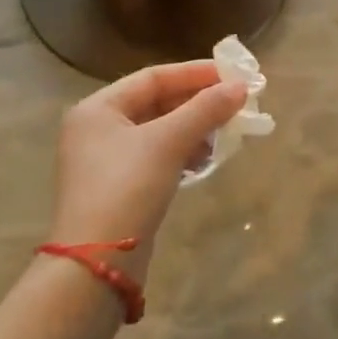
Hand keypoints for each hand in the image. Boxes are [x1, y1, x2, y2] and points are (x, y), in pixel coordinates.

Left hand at [48, 62, 246, 281]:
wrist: (96, 266)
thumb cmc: (127, 188)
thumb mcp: (168, 142)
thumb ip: (205, 109)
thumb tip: (241, 86)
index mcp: (98, 108)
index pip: (153, 77)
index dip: (195, 72)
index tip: (232, 74)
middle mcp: (97, 128)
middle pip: (156, 102)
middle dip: (197, 102)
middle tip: (235, 102)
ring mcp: (106, 161)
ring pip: (159, 130)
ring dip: (194, 128)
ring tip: (226, 132)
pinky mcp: (119, 188)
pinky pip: (157, 156)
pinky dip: (182, 152)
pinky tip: (206, 159)